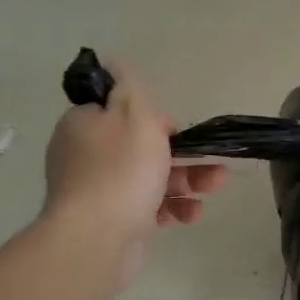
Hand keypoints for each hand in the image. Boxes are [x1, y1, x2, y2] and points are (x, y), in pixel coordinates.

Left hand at [42, 65, 228, 270]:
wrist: (96, 239)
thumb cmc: (121, 170)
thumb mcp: (133, 114)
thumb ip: (128, 85)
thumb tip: (113, 60)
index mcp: (84, 125)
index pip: (123, 112)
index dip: (156, 120)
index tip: (178, 131)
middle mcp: (86, 156)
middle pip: (143, 147)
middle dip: (185, 155)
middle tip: (214, 162)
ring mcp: (97, 192)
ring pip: (151, 179)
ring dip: (188, 182)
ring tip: (215, 188)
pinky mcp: (110, 222)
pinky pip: (147, 208)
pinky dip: (171, 208)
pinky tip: (190, 215)